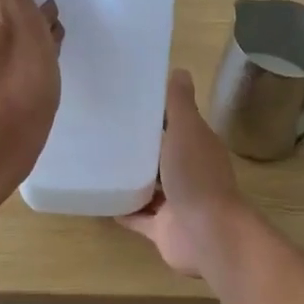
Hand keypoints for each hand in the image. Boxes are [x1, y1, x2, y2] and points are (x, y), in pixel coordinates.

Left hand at [0, 0, 62, 205]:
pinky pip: (9, 57)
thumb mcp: (19, 19)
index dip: (34, 1)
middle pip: (12, 8)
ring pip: (14, 33)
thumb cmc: (16, 83)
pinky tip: (38, 82)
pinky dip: (27, 64)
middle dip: (36, 23)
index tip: (45, 25)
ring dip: (36, 44)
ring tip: (46, 68)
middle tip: (47, 50)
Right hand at [117, 69, 250, 276]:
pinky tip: (99, 198)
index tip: (124, 103)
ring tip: (96, 162)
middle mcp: (188, 173)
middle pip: (159, 156)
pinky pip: (137, 216)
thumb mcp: (186, 130)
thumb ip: (179, 104)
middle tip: (101, 131)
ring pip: (148, 187)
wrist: (207, 234)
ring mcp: (175, 203)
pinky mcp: (161, 229)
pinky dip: (122, 209)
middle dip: (137, 147)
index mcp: (196, 147)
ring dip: (129, 178)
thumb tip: (180, 70)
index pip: (174, 125)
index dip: (154, 114)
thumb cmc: (196, 176)